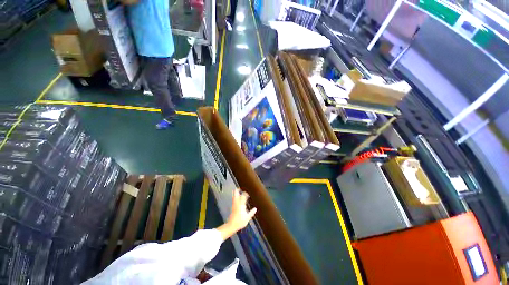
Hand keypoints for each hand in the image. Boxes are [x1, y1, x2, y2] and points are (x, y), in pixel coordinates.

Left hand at [217, 189, 256, 240]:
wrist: (231, 225)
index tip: (248, 191)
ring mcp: (234, 204)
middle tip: (241, 187)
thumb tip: (255, 208)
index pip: (243, 195)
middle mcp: (237, 203)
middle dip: (238, 189)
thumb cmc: (240, 221)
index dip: (246, 193)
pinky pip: (234, 199)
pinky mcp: (232, 207)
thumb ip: (251, 213)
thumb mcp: (247, 218)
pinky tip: (237, 197)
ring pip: (234, 196)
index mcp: (241, 204)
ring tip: (238, 190)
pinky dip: (235, 196)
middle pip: (236, 193)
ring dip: (236, 192)